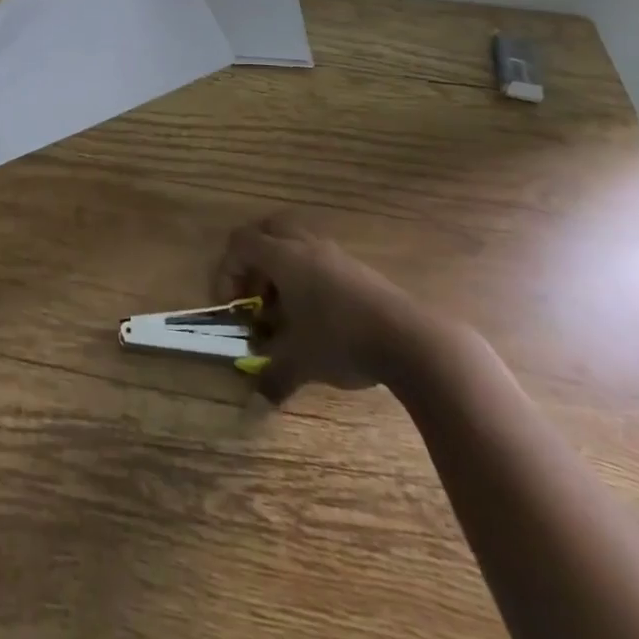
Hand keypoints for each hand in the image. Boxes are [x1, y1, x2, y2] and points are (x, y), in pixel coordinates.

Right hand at [216, 210, 441, 402]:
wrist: (412, 340)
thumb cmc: (342, 340)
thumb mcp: (301, 363)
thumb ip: (273, 378)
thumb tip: (254, 407)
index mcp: (283, 257)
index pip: (240, 244)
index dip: (227, 270)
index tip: (233, 306)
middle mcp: (305, 246)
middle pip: (267, 231)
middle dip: (253, 260)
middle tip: (256, 294)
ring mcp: (335, 253)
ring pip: (296, 243)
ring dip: (282, 269)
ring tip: (287, 310)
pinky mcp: (358, 269)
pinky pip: (320, 258)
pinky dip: (308, 277)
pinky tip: (318, 317)